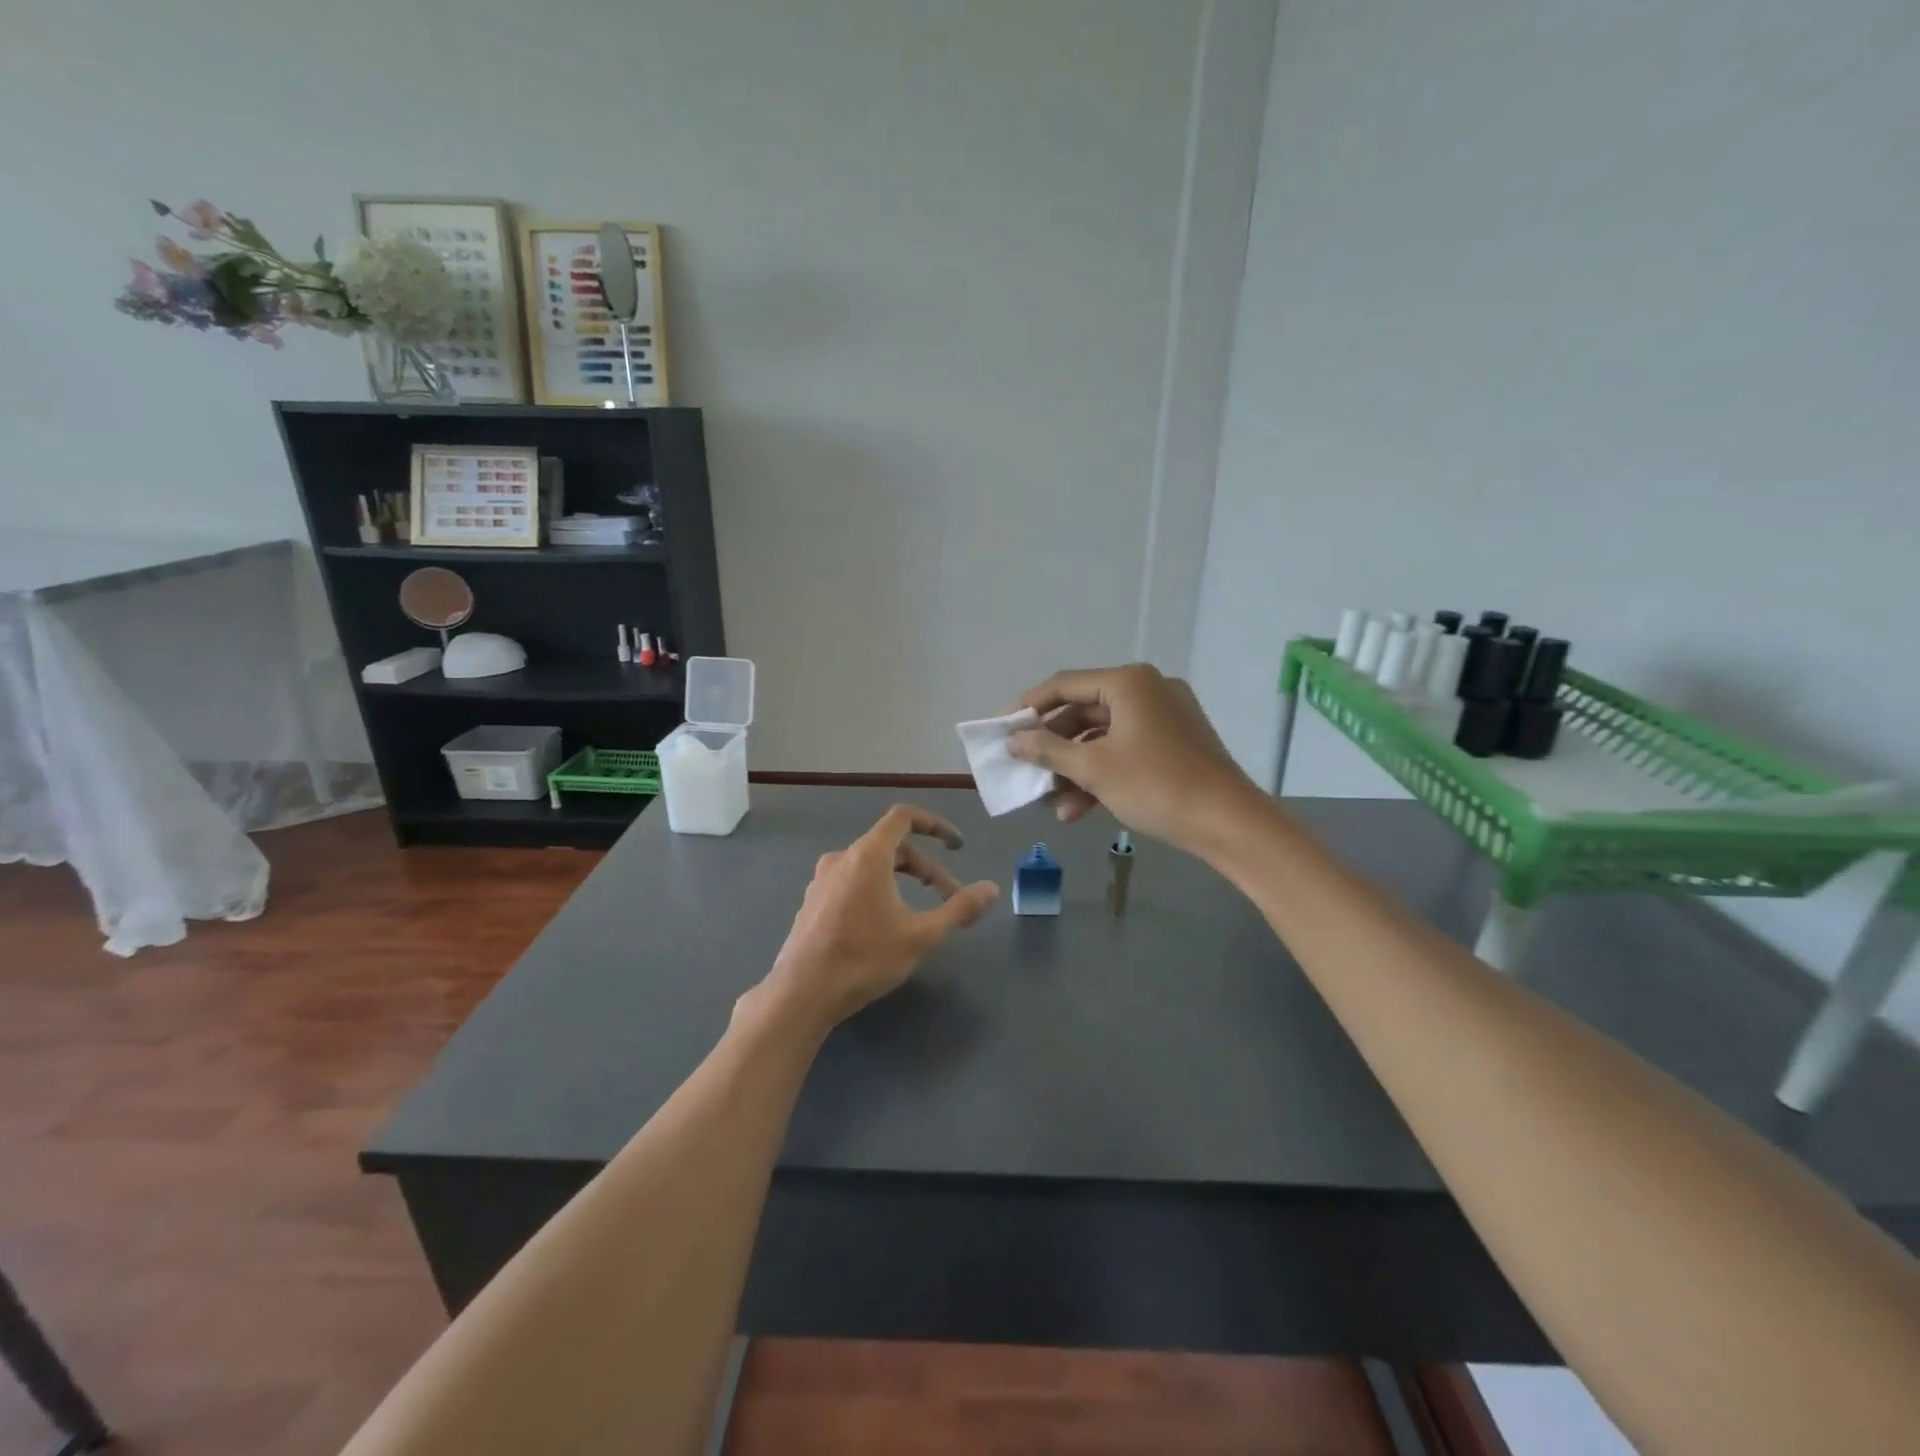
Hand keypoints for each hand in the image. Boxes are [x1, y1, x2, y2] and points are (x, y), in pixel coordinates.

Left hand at [755, 805, 998, 1033]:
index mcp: (868, 855)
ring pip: (871, 866)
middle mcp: (842, 858)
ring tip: (918, 912)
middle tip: (948, 898)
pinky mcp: (813, 902)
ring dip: (901, 880)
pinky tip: (882, 925)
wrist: (801, 994)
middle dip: (925, 868)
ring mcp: (822, 880)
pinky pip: (852, 882)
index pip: (903, 817)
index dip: (934, 824)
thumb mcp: (921, 936)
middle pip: (892, 846)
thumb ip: (958, 909)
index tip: (956, 846)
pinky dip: (876, 890)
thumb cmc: (864, 959)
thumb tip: (991, 889)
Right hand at [1007, 664, 1257, 854]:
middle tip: (1026, 770)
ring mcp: (1163, 718)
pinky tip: (1077, 810)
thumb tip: (1013, 740)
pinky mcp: (1173, 744)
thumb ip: (1048, 751)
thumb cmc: (1156, 786)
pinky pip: (1125, 751)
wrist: (1228, 823)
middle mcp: (1147, 690)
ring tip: (1049, 803)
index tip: (1002, 729)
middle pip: (1084, 713)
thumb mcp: (1094, 769)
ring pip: (1103, 738)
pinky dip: (1101, 775)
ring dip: (1074, 770)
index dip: (1029, 707)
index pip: (1064, 685)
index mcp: (1129, 683)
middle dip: (1053, 748)